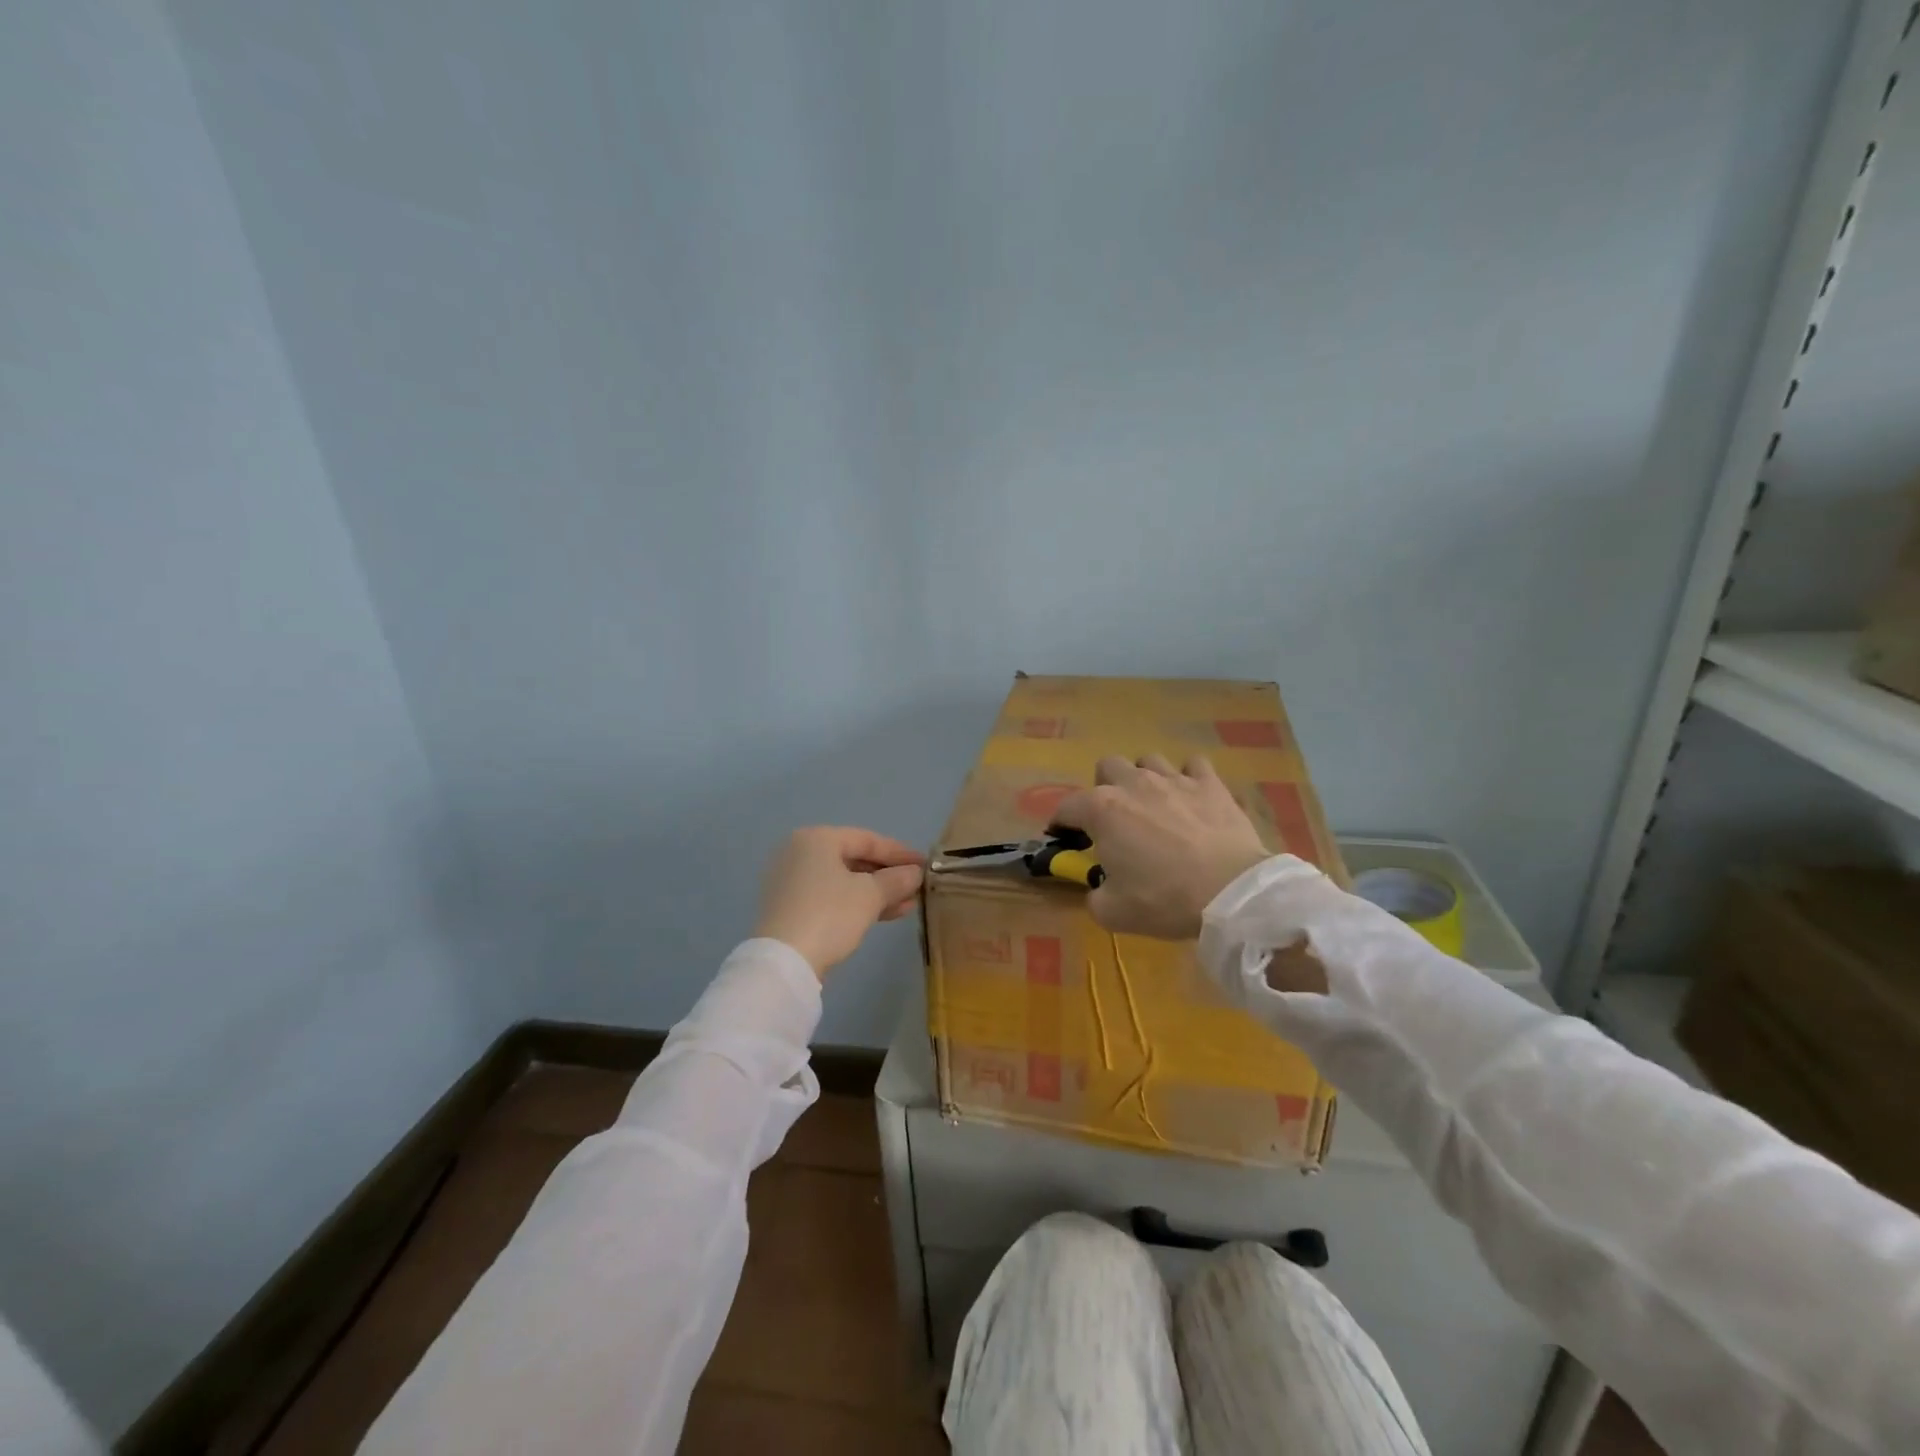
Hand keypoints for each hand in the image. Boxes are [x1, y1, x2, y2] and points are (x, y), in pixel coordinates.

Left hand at [754, 827, 925, 978]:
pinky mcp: (789, 907)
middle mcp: (799, 853)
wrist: (783, 963)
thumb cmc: (829, 915)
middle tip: (917, 886)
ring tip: (908, 904)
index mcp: (816, 839)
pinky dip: (856, 903)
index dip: (900, 853)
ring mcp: (791, 881)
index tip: (925, 864)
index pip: (867, 839)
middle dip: (888, 875)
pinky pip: (830, 896)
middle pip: (854, 859)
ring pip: (844, 881)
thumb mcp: (870, 895)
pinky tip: (884, 914)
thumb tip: (915, 873)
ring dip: (877, 892)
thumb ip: (896, 880)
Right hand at [1051, 755, 1271, 939]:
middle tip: (1115, 818)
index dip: (1061, 823)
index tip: (1065, 838)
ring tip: (1154, 804)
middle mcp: (1133, 784)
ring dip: (1144, 778)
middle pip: (1107, 766)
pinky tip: (1191, 797)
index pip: (1066, 807)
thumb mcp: (1113, 912)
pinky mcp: (1210, 783)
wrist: (1230, 892)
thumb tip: (1098, 888)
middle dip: (1104, 787)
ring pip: (1148, 760)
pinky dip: (1188, 777)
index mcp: (1101, 810)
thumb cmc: (1163, 900)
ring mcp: (1174, 779)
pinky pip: (1193, 765)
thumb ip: (1094, 895)